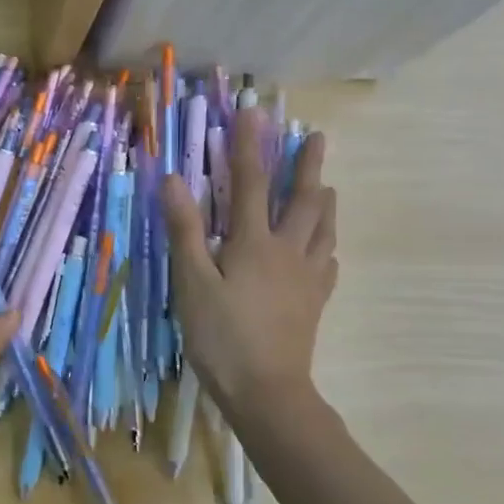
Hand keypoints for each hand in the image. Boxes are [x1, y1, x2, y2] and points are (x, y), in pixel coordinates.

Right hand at [160, 112, 337, 425]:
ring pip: (322, 230)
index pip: (250, 183)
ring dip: (324, 202)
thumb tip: (174, 179)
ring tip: (328, 186)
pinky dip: (327, 247)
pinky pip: (327, 265)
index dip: (248, 145)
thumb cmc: (222, 336)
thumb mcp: (193, 282)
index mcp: (254, 243)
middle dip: (306, 165)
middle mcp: (287, 251)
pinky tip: (327, 251)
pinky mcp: (314, 303)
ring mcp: (306, 278)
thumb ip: (185, 230)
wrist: (267, 391)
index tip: (253, 112)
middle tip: (316, 137)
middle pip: (302, 200)